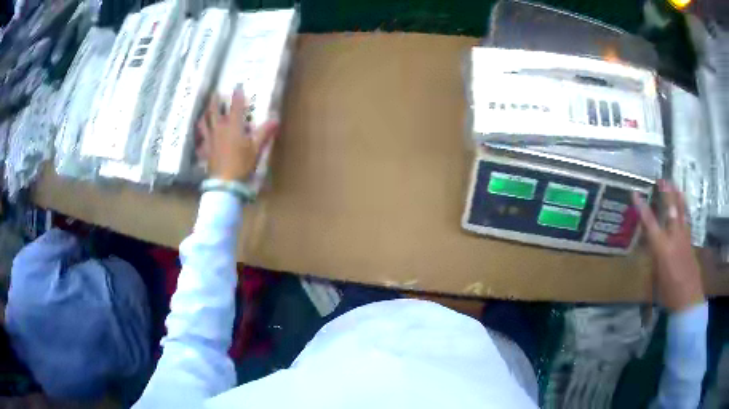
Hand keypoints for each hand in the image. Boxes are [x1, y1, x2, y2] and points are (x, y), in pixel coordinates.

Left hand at [196, 87, 278, 180]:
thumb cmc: (242, 164)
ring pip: (204, 123)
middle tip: (215, 93)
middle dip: (215, 101)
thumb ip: (264, 133)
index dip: (237, 95)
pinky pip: (201, 141)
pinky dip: (200, 137)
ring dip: (205, 115)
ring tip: (205, 112)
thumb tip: (275, 119)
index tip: (237, 85)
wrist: (225, 183)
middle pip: (215, 111)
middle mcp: (219, 129)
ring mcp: (210, 140)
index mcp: (233, 126)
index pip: (235, 106)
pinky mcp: (205, 151)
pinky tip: (200, 138)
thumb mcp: (256, 149)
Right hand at [632, 180, 703, 312]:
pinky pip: (687, 221)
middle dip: (666, 194)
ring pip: (682, 212)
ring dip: (678, 197)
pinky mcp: (691, 243)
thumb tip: (650, 246)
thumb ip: (654, 258)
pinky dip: (685, 211)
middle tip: (662, 180)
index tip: (635, 193)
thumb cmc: (668, 294)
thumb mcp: (655, 278)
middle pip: (671, 210)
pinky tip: (685, 207)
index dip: (642, 207)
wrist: (688, 300)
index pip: (650, 223)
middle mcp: (674, 238)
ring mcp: (685, 239)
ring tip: (676, 185)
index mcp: (662, 248)